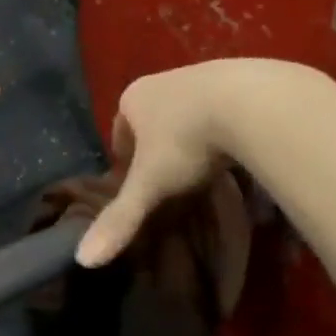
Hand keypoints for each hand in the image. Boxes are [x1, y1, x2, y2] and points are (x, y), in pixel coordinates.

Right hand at [75, 59, 287, 267]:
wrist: (252, 102)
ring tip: (209, 169)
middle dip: (160, 147)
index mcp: (133, 98)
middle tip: (175, 181)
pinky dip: (225, 129)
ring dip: (194, 136)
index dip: (127, 160)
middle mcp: (162, 81)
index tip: (141, 184)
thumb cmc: (187, 141)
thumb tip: (83, 260)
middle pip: (153, 120)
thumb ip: (120, 219)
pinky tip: (238, 151)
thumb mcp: (151, 184)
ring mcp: (201, 76)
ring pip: (188, 113)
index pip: (120, 131)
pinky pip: (223, 108)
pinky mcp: (239, 79)